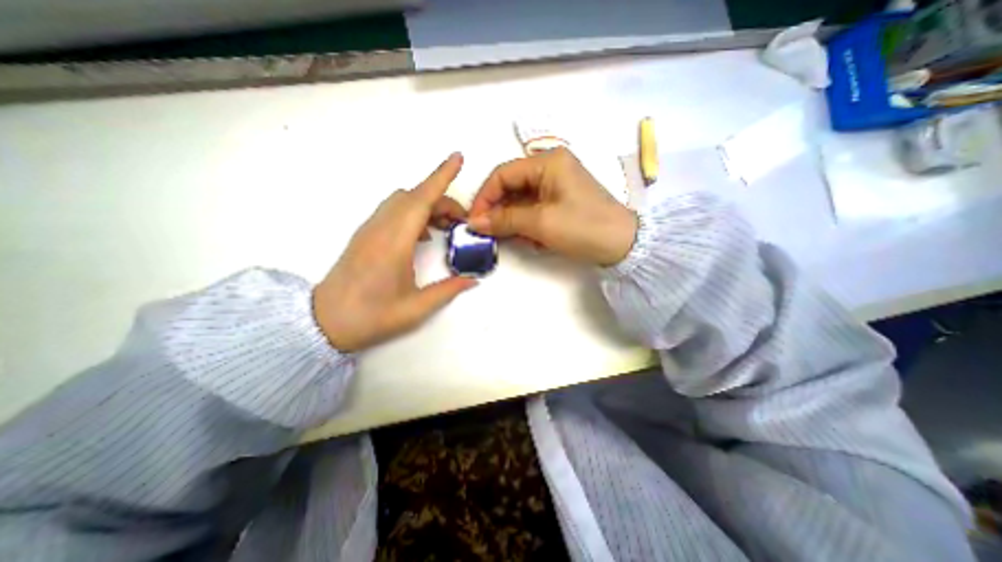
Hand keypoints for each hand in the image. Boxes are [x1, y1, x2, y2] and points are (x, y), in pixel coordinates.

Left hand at [315, 153, 473, 352]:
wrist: (324, 322)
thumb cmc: (371, 317)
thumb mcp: (416, 308)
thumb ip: (448, 290)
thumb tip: (473, 279)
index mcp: (394, 244)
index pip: (420, 200)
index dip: (441, 177)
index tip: (457, 158)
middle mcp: (381, 228)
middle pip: (414, 196)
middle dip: (442, 199)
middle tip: (462, 221)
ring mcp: (370, 229)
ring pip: (403, 201)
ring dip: (427, 205)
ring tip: (445, 227)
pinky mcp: (366, 235)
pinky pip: (394, 211)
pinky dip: (414, 213)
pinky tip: (423, 235)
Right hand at [467, 147, 636, 264]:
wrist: (623, 245)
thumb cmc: (582, 227)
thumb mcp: (541, 223)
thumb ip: (504, 220)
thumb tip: (474, 223)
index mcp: (547, 162)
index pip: (502, 174)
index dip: (484, 197)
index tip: (474, 221)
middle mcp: (550, 167)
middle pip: (511, 187)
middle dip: (499, 212)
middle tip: (490, 234)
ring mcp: (556, 185)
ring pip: (521, 201)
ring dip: (514, 221)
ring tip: (517, 240)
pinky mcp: (560, 201)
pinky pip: (534, 210)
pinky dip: (528, 225)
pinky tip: (533, 240)